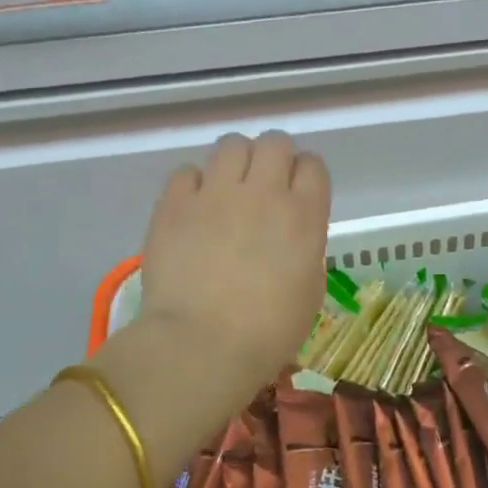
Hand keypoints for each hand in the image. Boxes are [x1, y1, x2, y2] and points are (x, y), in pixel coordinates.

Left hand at [137, 132, 330, 406]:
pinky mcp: (175, 203)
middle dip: (273, 159)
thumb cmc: (268, 332)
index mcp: (304, 214)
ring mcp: (216, 193)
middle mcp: (264, 192)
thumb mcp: (310, 290)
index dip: (305, 176)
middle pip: (275, 142)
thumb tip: (290, 233)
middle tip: (263, 188)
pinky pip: (187, 171)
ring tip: (227, 191)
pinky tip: (194, 209)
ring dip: (235, 163)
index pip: (313, 165)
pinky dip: (194, 185)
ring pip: (231, 145)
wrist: (202, 345)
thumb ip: (305, 246)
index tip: (297, 195)